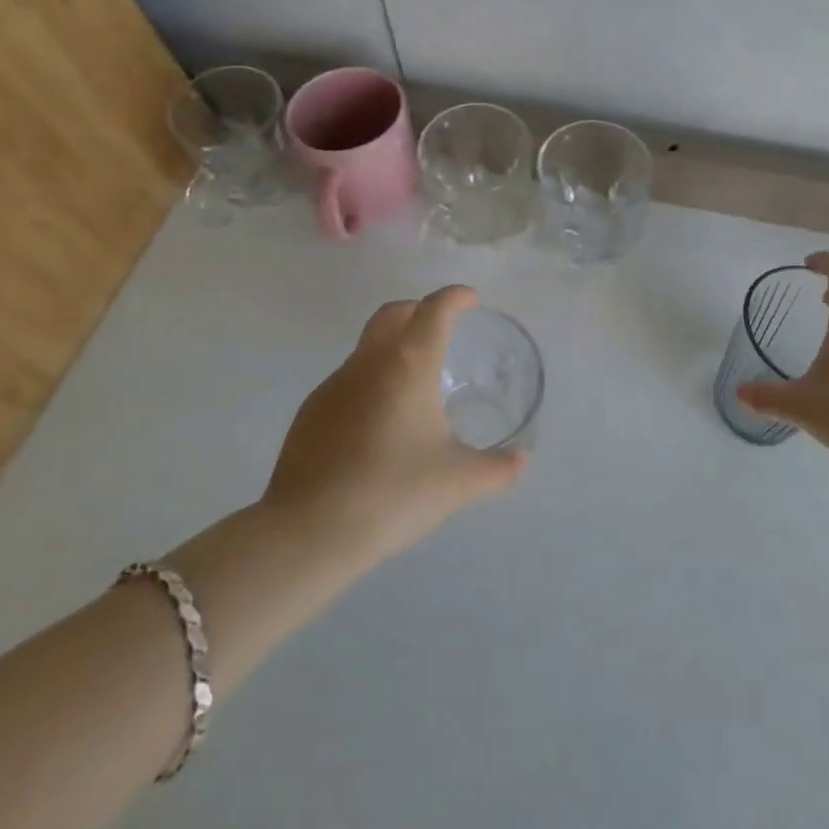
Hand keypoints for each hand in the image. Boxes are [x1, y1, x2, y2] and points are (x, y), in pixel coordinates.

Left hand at [261, 286, 525, 570]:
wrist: (308, 532)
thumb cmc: (393, 493)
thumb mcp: (458, 482)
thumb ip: (497, 468)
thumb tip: (520, 459)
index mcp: (409, 364)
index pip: (435, 309)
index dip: (456, 297)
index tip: (471, 300)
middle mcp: (369, 362)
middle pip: (393, 314)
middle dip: (419, 310)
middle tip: (441, 329)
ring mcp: (334, 385)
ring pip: (368, 348)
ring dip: (393, 350)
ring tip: (415, 387)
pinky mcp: (311, 412)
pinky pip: (348, 381)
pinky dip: (370, 383)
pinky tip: (379, 426)